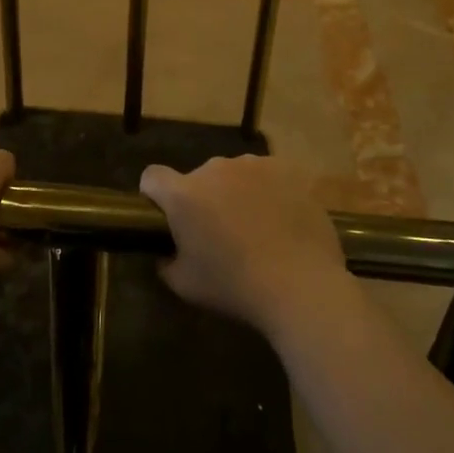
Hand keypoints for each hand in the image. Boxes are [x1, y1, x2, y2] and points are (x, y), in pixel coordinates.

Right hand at [140, 155, 348, 340]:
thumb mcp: (185, 285)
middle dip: (203, 199)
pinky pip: (267, 176)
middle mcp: (215, 169)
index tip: (166, 217)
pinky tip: (281, 221)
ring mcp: (253, 165)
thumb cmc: (235, 286)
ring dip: (236, 193)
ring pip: (234, 175)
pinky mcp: (286, 170)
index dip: (154, 195)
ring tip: (256, 228)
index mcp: (184, 194)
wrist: (301, 284)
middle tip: (220, 233)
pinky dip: (268, 192)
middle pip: (198, 178)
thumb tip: (166, 254)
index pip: (152, 177)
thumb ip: (166, 262)